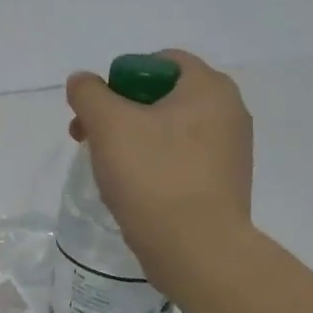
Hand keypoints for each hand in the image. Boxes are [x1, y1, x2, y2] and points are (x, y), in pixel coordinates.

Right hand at [65, 50, 253, 254]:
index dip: (121, 77)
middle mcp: (228, 112)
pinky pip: (178, 158)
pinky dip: (152, 163)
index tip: (99, 108)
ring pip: (166, 129)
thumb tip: (84, 83)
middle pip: (160, 96)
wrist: (197, 251)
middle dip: (118, 111)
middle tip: (88, 136)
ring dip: (131, 138)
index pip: (159, 61)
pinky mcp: (222, 183)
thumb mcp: (108, 123)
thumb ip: (88, 92)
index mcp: (209, 88)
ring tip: (105, 165)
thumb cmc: (154, 175)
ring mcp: (229, 151)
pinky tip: (131, 187)